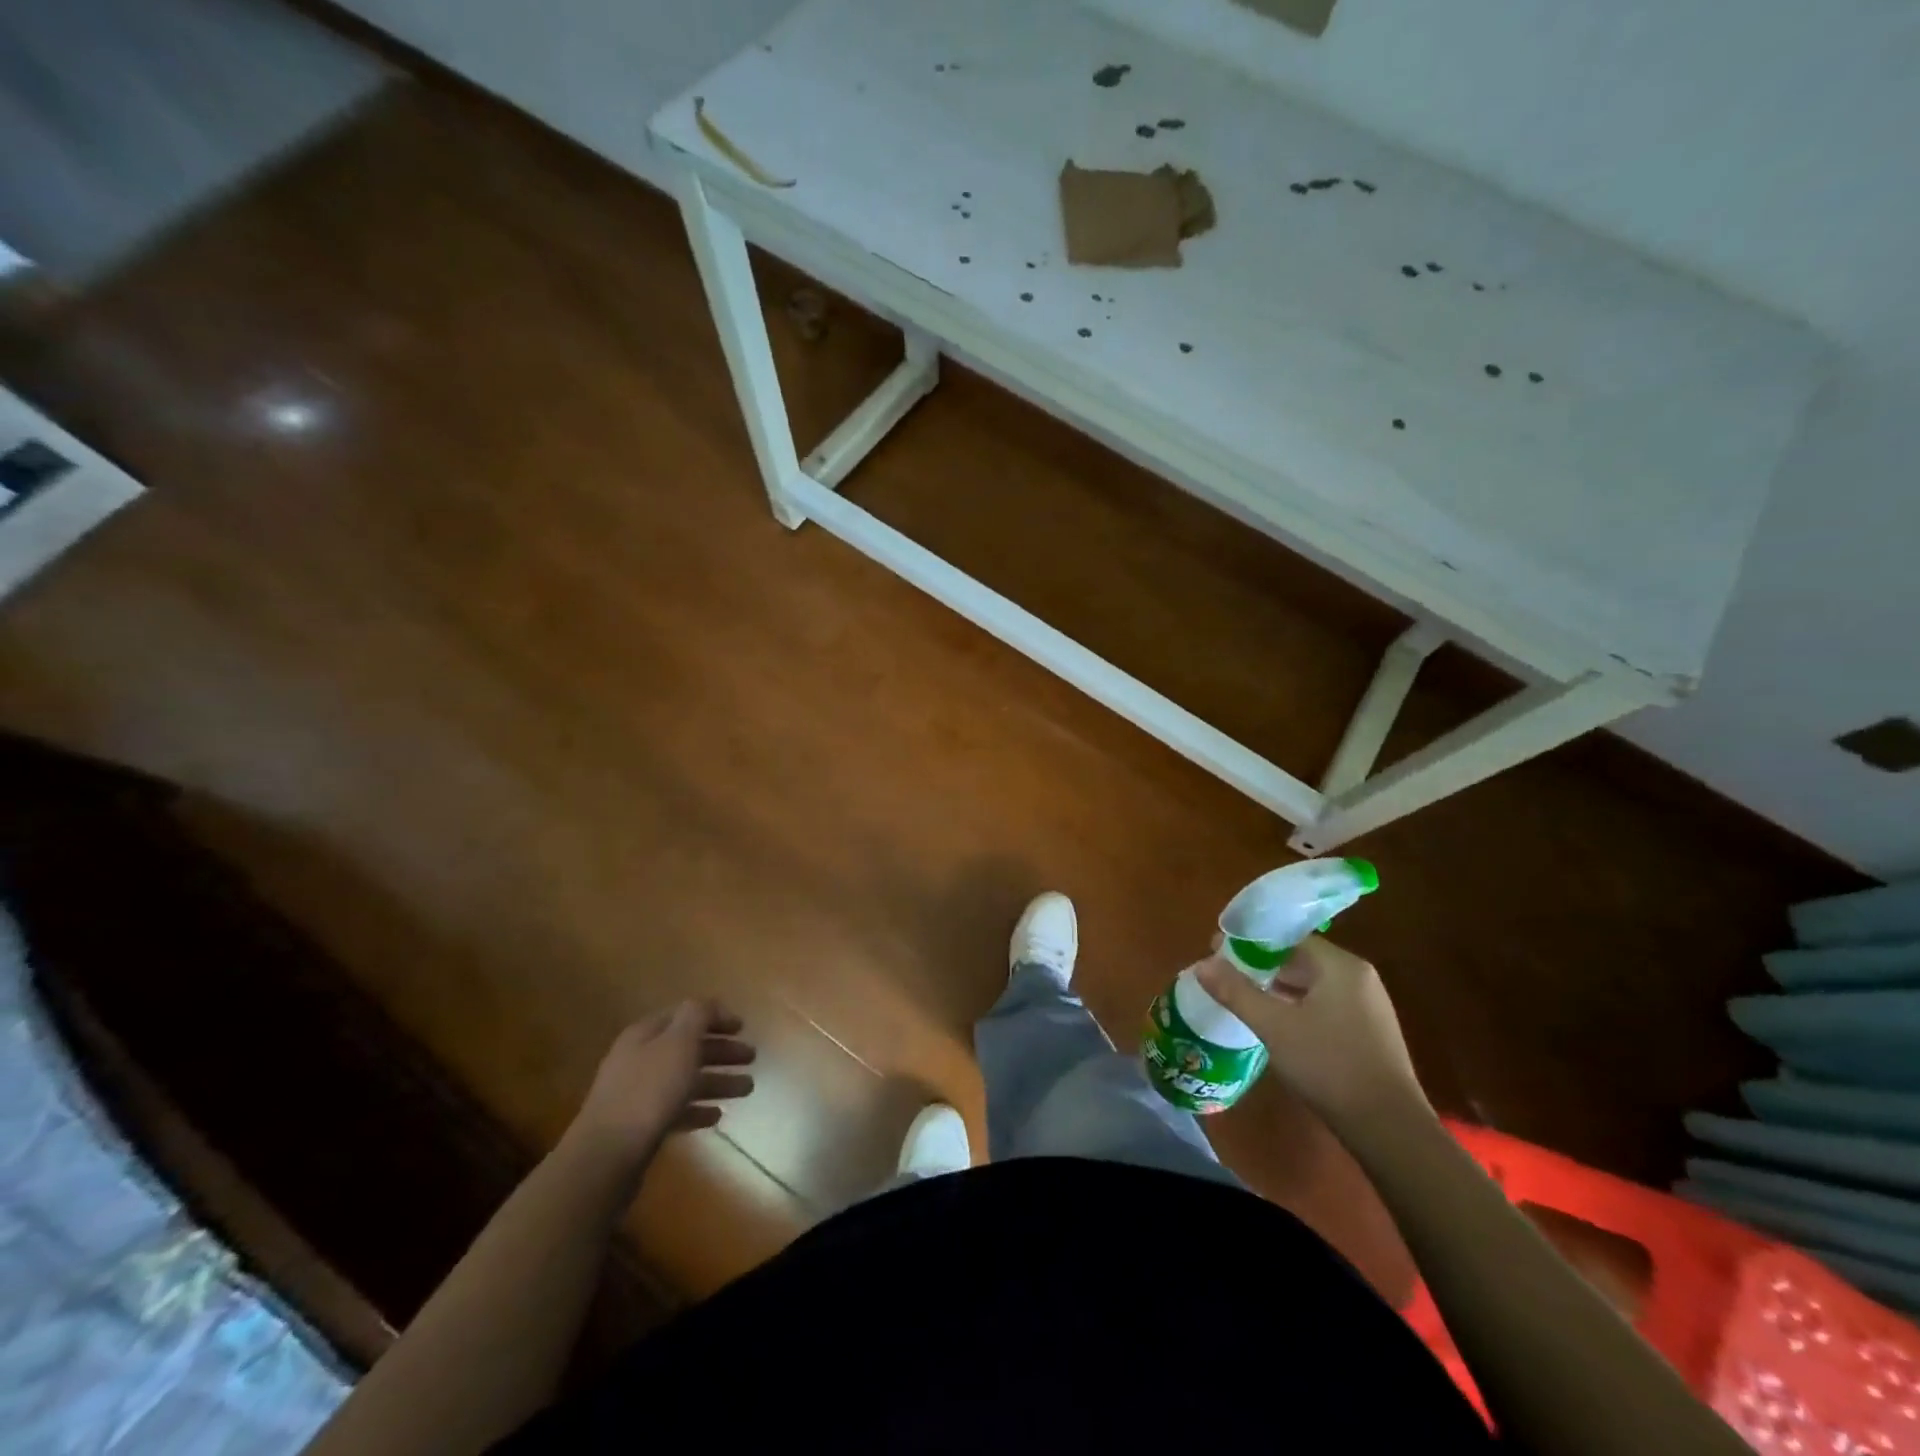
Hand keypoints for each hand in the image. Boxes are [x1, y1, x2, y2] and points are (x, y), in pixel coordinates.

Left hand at [567, 1001, 755, 1169]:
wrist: (605, 1157)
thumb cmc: (649, 1092)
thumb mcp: (679, 1043)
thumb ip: (697, 1016)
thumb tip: (708, 1004)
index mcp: (646, 1034)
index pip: (686, 1014)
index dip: (715, 1017)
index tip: (743, 1027)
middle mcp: (640, 1059)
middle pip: (688, 1047)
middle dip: (721, 1050)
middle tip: (752, 1057)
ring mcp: (637, 1094)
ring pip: (685, 1080)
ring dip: (717, 1081)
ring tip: (747, 1089)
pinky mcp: (639, 1126)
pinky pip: (675, 1110)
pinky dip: (697, 1109)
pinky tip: (716, 1116)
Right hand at [1195, 936, 1427, 1132]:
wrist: (1389, 1129)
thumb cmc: (1329, 1066)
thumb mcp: (1274, 1026)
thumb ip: (1235, 992)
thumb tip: (1200, 965)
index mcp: (1340, 966)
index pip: (1288, 938)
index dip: (1249, 942)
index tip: (1216, 951)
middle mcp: (1358, 977)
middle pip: (1299, 959)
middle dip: (1259, 966)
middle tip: (1223, 975)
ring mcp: (1366, 1006)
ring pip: (1311, 984)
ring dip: (1276, 988)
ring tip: (1241, 997)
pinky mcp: (1367, 1032)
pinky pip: (1323, 1005)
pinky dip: (1295, 1006)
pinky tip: (1273, 1023)